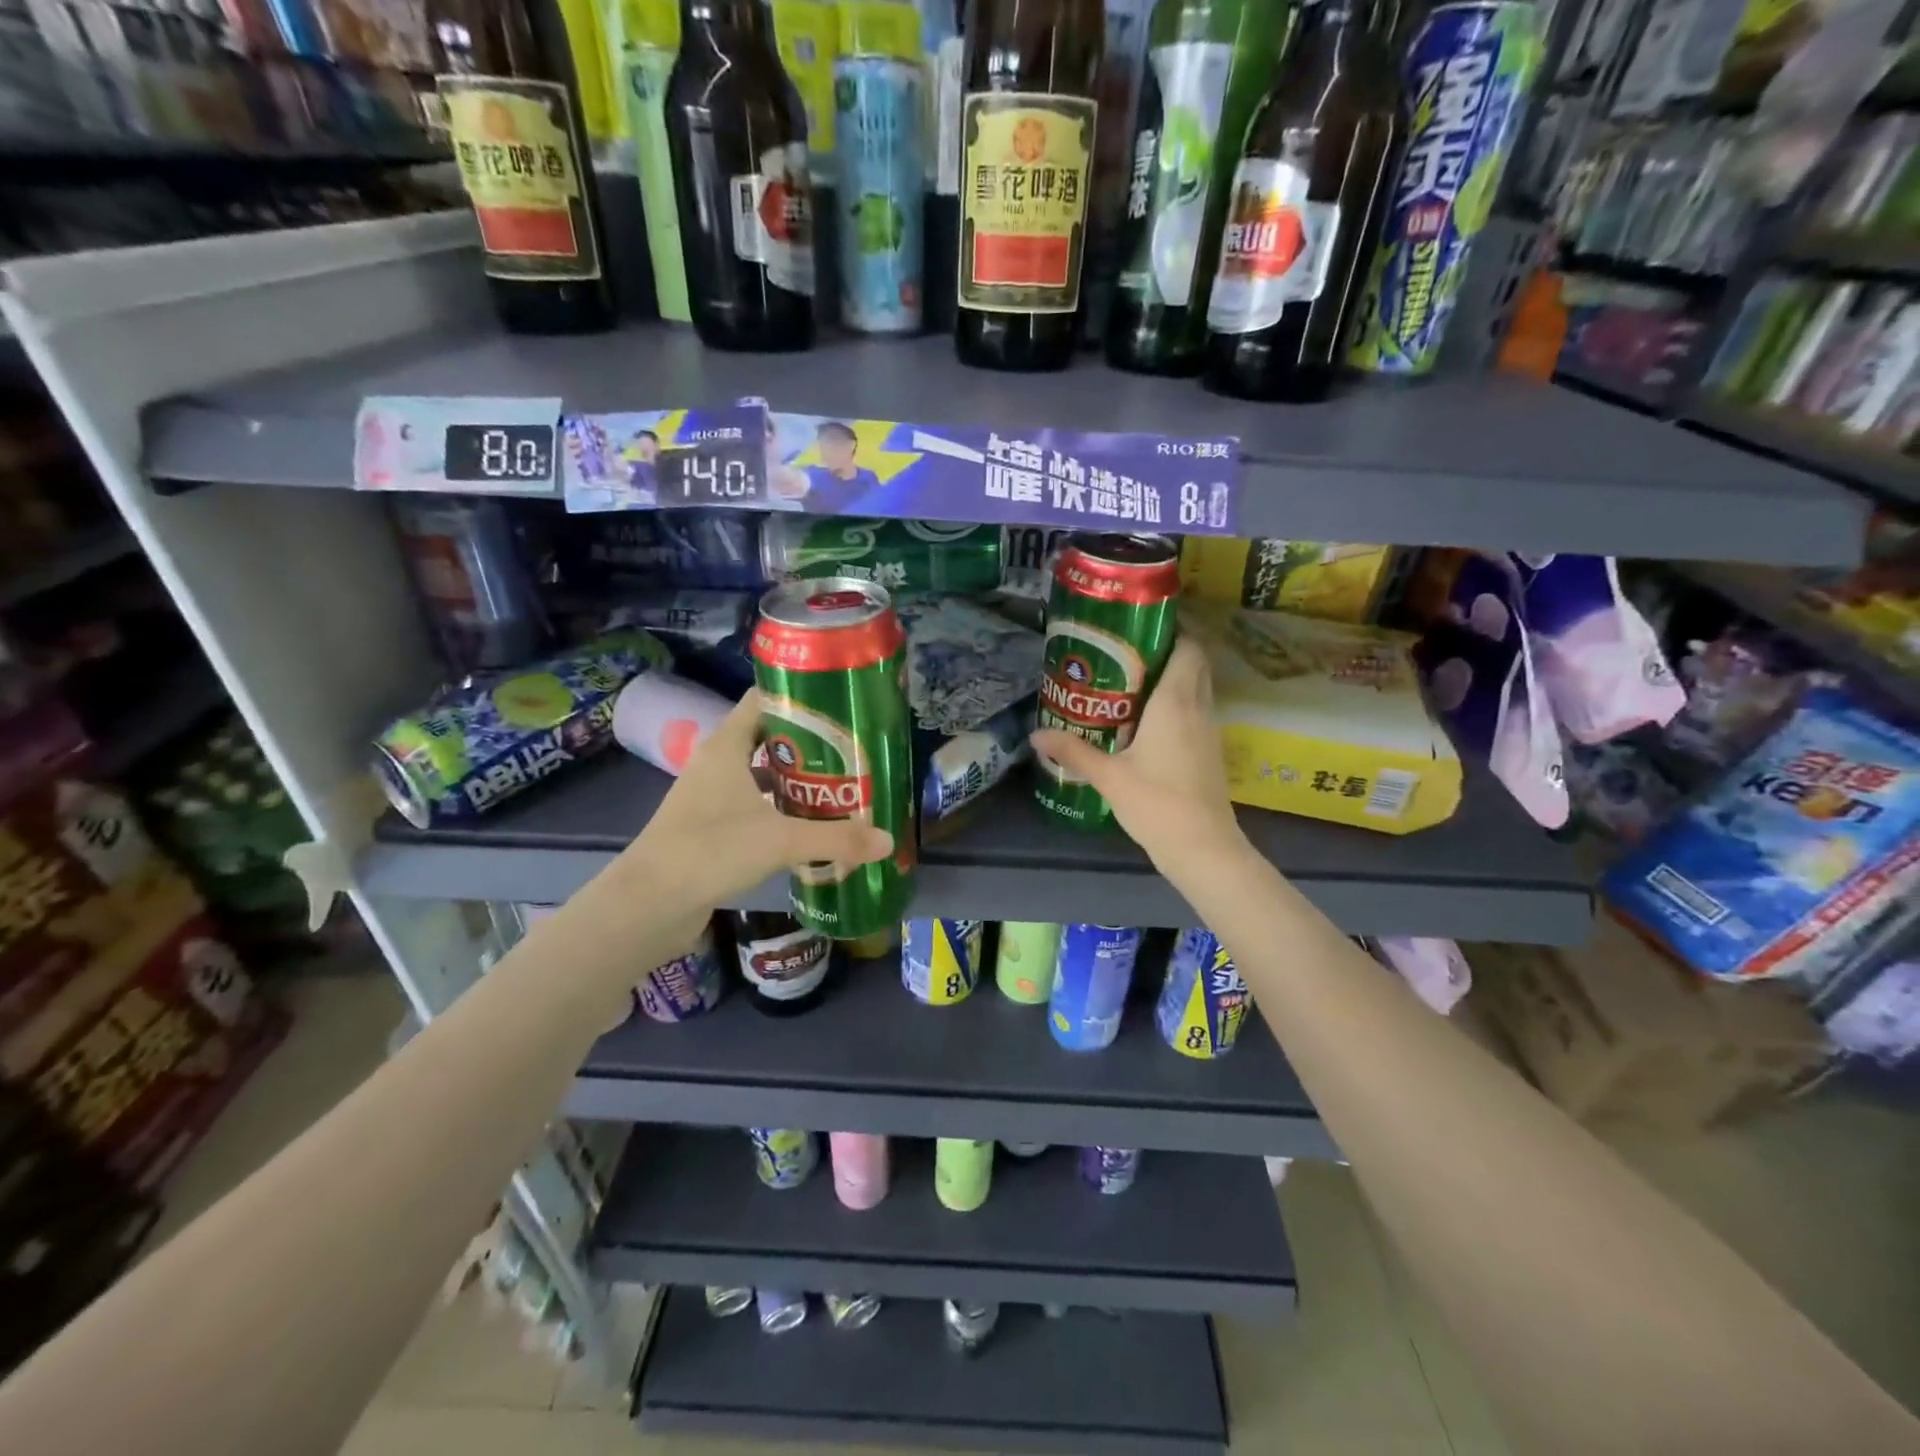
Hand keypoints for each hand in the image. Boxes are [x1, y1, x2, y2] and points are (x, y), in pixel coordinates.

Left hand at [627, 689, 892, 913]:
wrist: (648, 905)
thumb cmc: (711, 850)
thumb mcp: (781, 840)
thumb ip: (836, 839)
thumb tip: (887, 840)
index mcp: (726, 747)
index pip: (762, 701)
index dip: (798, 697)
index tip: (839, 703)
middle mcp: (716, 765)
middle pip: (767, 740)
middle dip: (809, 745)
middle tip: (852, 751)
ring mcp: (710, 799)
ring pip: (760, 777)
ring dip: (795, 782)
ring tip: (840, 788)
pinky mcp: (710, 830)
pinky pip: (753, 809)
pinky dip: (780, 813)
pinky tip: (809, 828)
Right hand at [1031, 637, 1246, 873]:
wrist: (1204, 848)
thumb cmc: (1157, 804)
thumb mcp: (1108, 777)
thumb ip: (1073, 752)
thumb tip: (1035, 736)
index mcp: (1175, 702)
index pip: (1188, 647)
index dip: (1171, 630)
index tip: (1138, 628)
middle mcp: (1198, 707)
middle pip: (1194, 662)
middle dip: (1167, 650)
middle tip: (1127, 653)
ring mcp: (1209, 729)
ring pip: (1197, 687)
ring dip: (1172, 678)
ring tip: (1131, 681)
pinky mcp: (1210, 750)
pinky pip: (1196, 710)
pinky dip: (1177, 703)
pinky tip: (1146, 720)